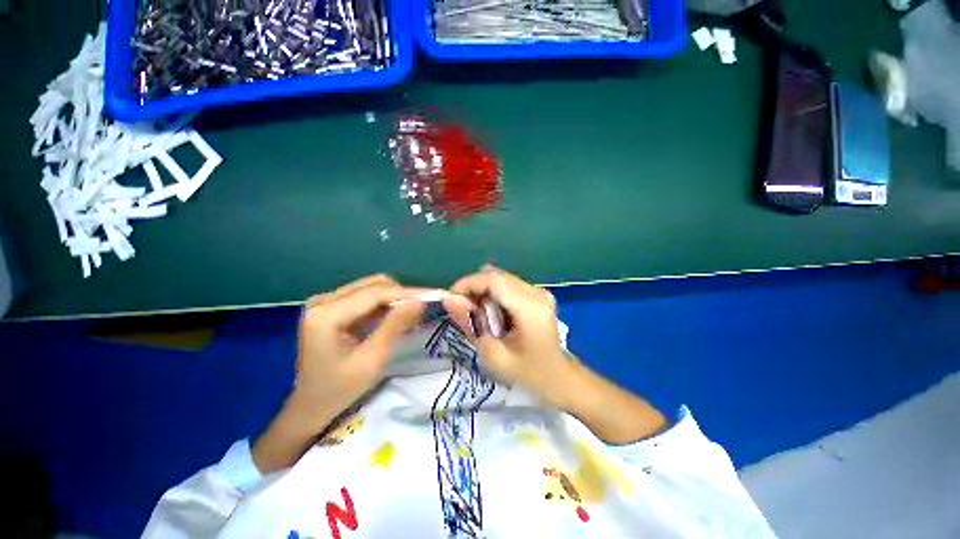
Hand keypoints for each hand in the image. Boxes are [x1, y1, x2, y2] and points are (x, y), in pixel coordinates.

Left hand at [253, 275, 424, 473]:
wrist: (310, 406)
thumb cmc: (340, 390)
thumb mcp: (372, 359)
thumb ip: (395, 326)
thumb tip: (420, 301)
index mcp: (326, 314)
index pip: (376, 293)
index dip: (408, 293)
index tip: (434, 295)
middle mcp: (323, 300)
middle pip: (374, 285)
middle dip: (402, 295)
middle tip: (423, 308)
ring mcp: (324, 301)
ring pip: (371, 288)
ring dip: (394, 299)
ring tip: (411, 313)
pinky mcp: (330, 307)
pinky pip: (364, 296)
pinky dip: (383, 304)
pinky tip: (395, 316)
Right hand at [442, 265, 574, 407]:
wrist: (560, 378)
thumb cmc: (529, 373)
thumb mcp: (494, 355)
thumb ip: (470, 324)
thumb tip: (449, 299)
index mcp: (530, 308)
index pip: (493, 280)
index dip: (468, 284)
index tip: (450, 298)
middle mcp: (537, 292)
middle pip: (496, 275)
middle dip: (473, 288)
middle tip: (462, 310)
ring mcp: (539, 291)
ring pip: (500, 278)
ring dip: (483, 291)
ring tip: (477, 314)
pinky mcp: (538, 294)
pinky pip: (508, 285)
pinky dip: (494, 294)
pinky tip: (492, 314)